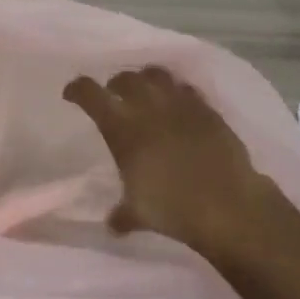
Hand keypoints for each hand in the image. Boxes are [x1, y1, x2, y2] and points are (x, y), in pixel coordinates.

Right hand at [62, 66, 280, 253]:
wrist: (227, 204)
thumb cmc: (174, 208)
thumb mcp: (139, 213)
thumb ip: (122, 214)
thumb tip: (113, 223)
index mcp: (123, 130)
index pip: (91, 95)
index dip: (78, 90)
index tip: (72, 93)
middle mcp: (149, 109)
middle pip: (125, 78)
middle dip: (115, 83)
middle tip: (114, 94)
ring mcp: (181, 105)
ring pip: (157, 74)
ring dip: (146, 79)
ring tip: (146, 91)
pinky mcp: (207, 110)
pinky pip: (187, 88)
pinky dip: (178, 91)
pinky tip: (179, 104)